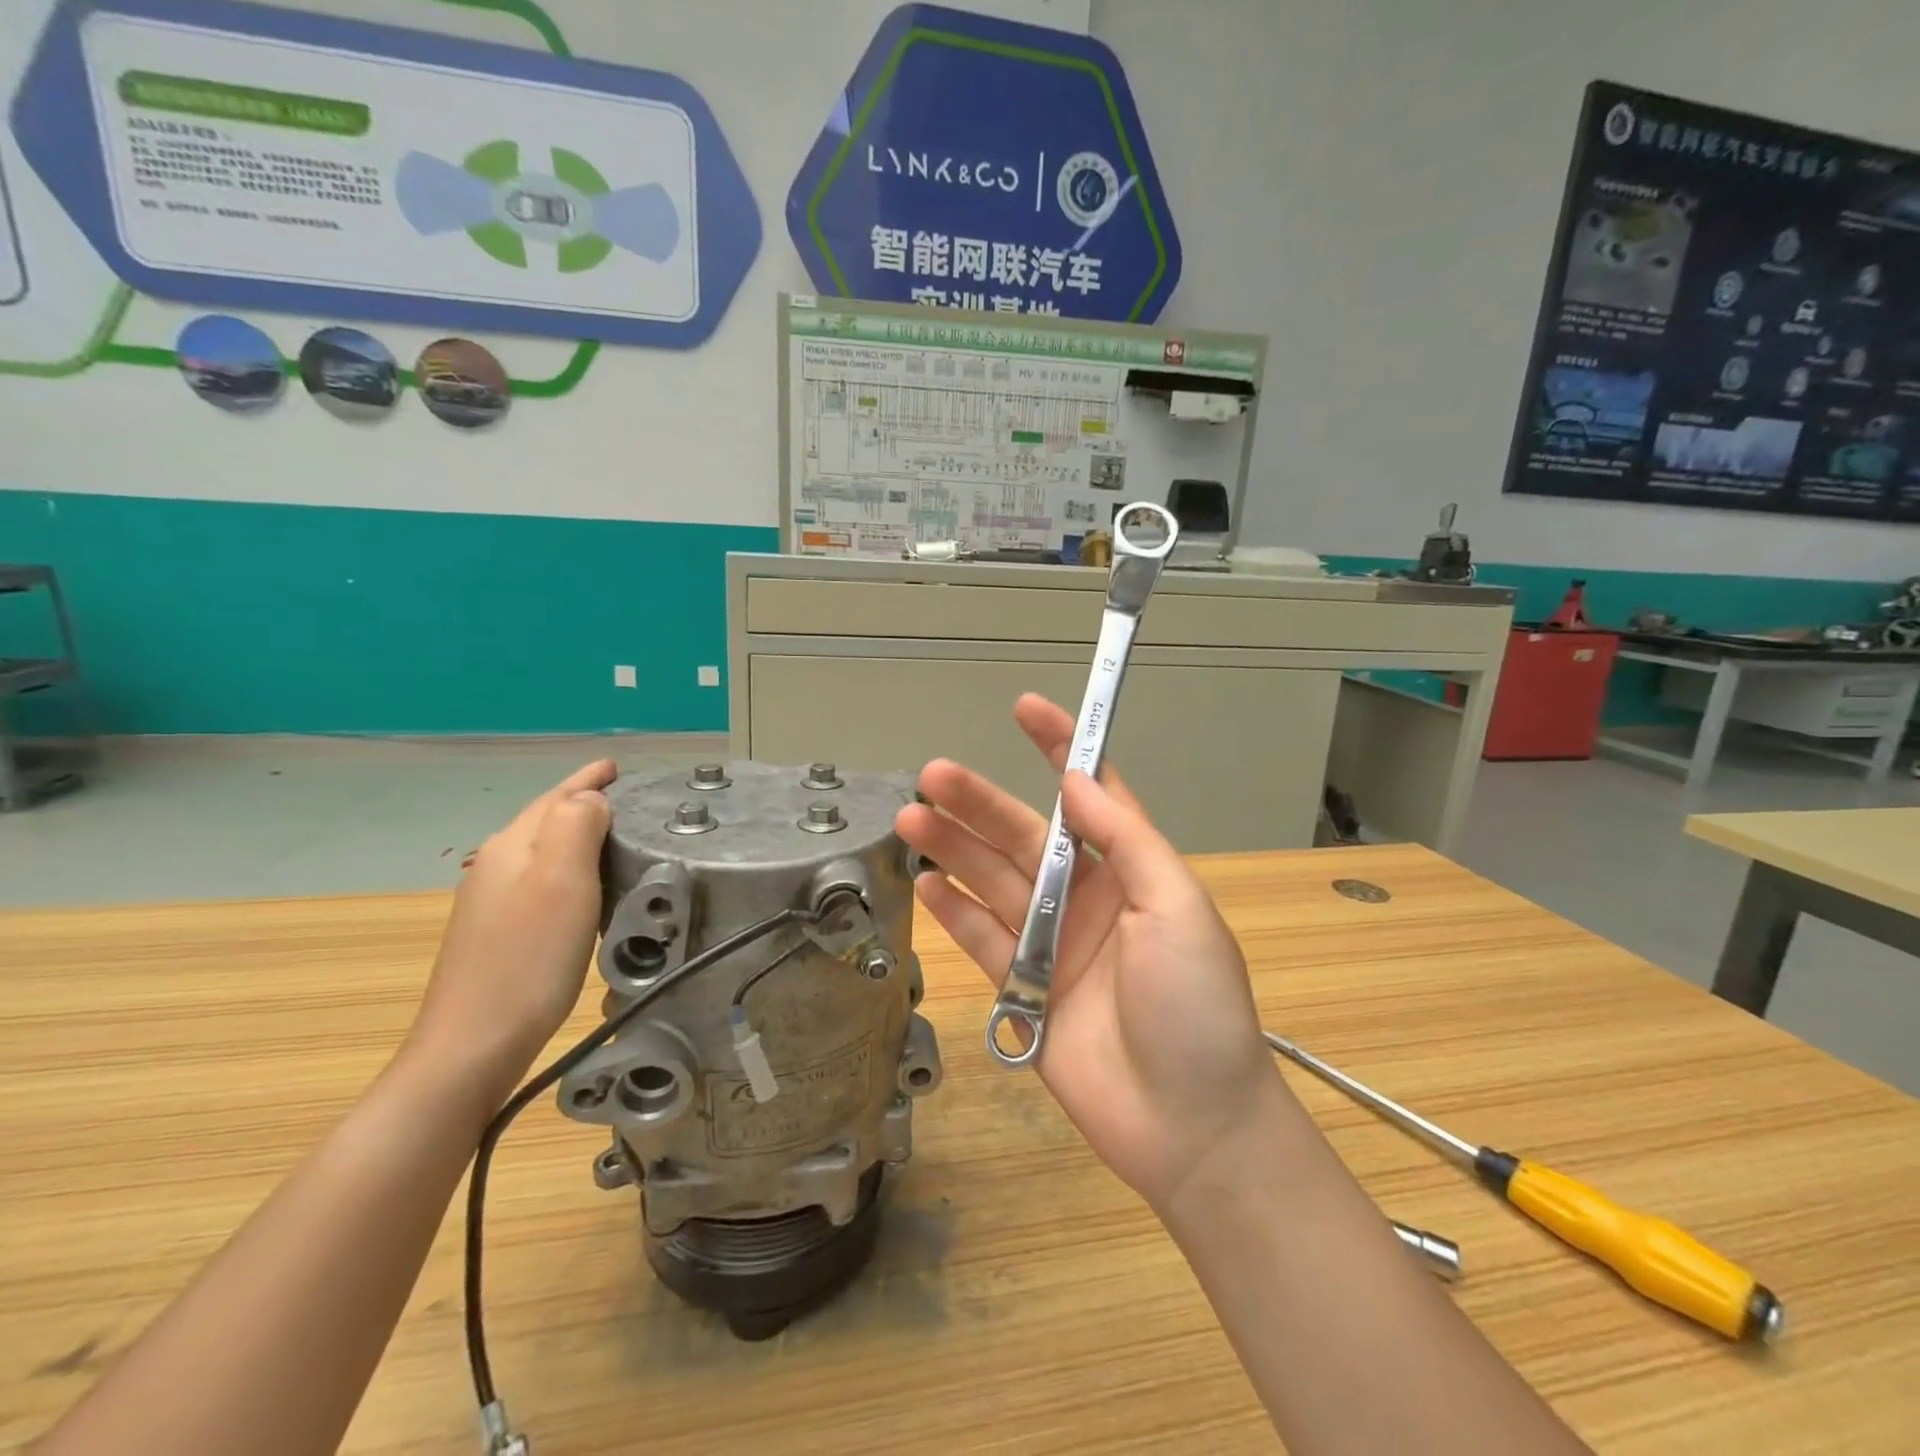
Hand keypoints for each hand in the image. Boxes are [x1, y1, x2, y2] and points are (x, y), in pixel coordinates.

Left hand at [406, 760, 615, 1099]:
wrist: (473, 1044)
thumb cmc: (529, 958)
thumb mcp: (563, 881)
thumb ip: (577, 826)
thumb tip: (592, 800)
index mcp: (513, 846)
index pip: (556, 797)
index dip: (587, 779)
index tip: (615, 766)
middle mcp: (496, 866)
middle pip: (544, 820)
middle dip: (581, 802)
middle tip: (625, 797)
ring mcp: (491, 902)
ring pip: (540, 850)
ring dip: (574, 835)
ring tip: (613, 835)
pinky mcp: (496, 934)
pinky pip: (539, 881)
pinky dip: (567, 869)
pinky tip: (583, 888)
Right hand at [895, 697, 1284, 1214]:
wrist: (1190, 1124)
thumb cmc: (1196, 1005)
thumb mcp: (1177, 907)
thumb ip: (1126, 840)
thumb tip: (1077, 779)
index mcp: (1131, 872)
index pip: (1090, 795)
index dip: (1059, 748)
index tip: (1025, 709)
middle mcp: (1088, 899)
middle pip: (1024, 838)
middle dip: (980, 803)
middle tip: (931, 777)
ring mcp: (1053, 944)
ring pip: (994, 884)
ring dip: (954, 851)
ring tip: (910, 821)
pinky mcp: (1025, 991)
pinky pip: (982, 940)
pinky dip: (954, 912)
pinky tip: (924, 885)